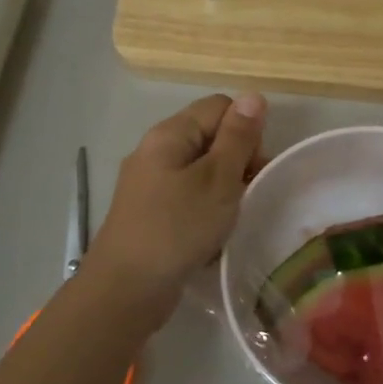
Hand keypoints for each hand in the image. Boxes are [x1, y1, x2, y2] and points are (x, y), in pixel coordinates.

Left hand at [87, 93, 266, 318]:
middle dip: (237, 162)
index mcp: (170, 134)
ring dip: (224, 191)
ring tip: (231, 219)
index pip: (220, 107)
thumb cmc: (177, 227)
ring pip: (201, 172)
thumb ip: (237, 137)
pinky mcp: (151, 213)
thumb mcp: (218, 179)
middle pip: (210, 138)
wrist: (127, 288)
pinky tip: (212, 236)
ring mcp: (150, 184)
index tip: (255, 168)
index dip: (246, 131)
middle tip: (248, 196)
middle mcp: (156, 151)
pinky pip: (188, 198)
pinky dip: (206, 211)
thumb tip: (253, 95)